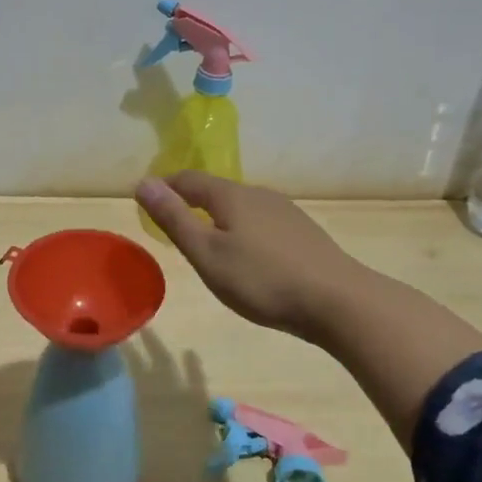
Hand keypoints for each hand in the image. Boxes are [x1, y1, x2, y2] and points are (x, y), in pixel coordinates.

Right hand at [135, 174, 357, 341]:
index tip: (147, 201)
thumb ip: (174, 218)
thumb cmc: (262, 279)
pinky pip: (262, 222)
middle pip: (216, 190)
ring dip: (219, 217)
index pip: (188, 180)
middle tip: (174, 225)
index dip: (165, 188)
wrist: (338, 302)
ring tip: (208, 242)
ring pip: (242, 207)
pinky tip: (249, 256)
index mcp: (231, 195)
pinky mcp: (304, 233)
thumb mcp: (207, 253)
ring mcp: (286, 212)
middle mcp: (259, 194)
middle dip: (192, 202)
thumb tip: (143, 181)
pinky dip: (244, 231)